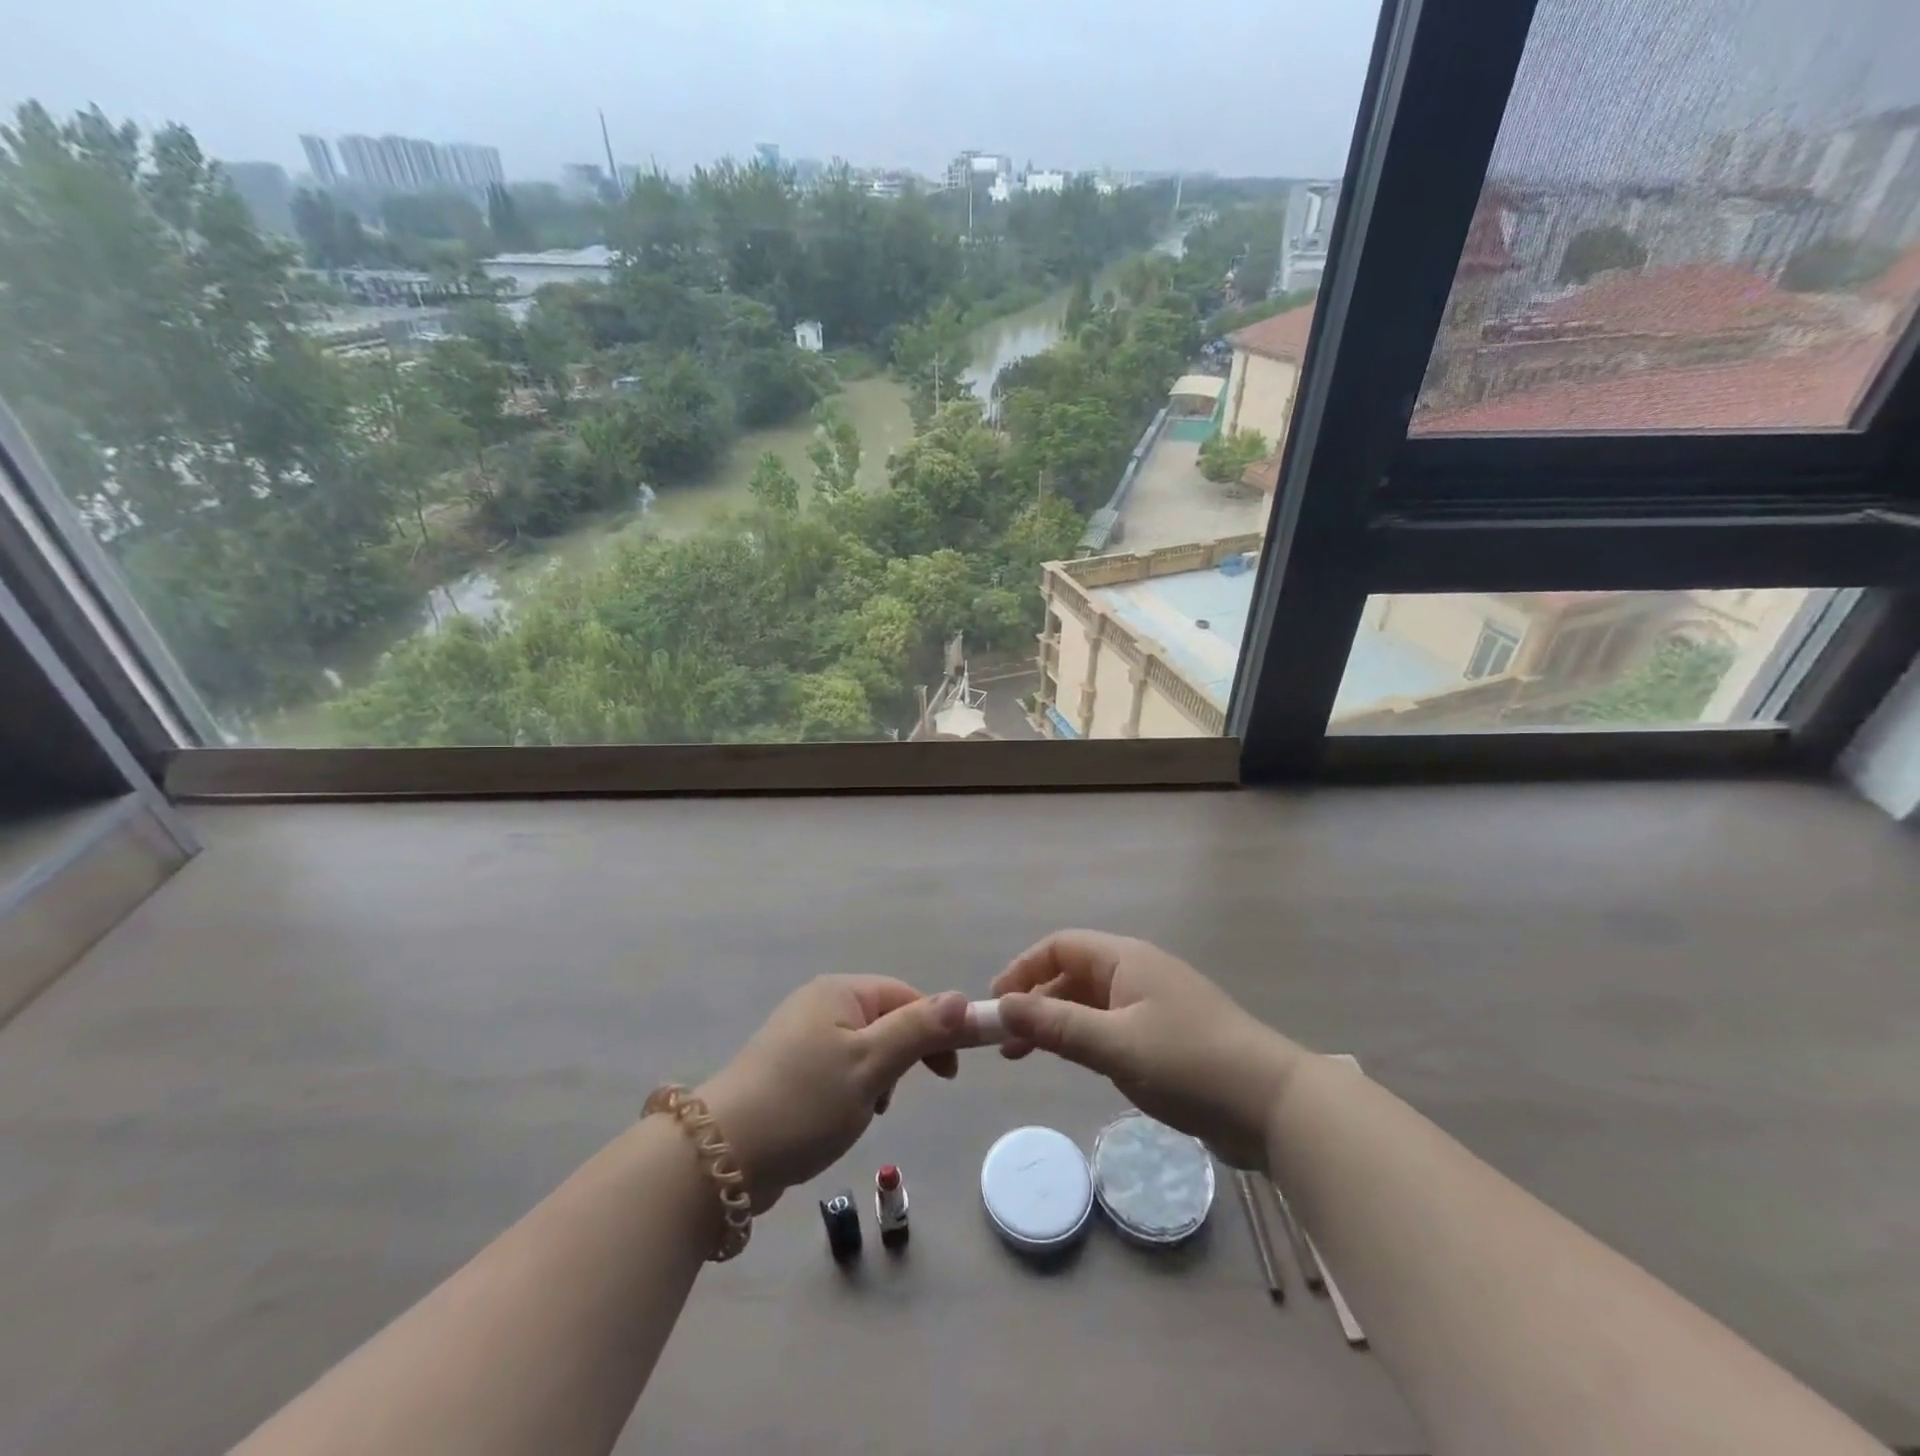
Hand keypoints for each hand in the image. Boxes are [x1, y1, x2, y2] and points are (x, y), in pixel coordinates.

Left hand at [698, 977, 970, 1210]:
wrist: (722, 1156)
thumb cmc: (805, 1102)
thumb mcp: (871, 1064)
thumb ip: (918, 1030)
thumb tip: (962, 998)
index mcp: (839, 992)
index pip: (906, 996)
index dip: (935, 1029)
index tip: (949, 1073)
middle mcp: (819, 1004)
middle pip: (885, 1021)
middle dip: (900, 1059)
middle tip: (894, 1098)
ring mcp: (799, 1037)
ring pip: (863, 1050)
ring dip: (876, 1080)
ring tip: (864, 1112)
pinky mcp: (787, 1070)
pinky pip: (838, 1070)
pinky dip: (850, 1092)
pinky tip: (840, 1120)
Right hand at [992, 930, 1302, 1168]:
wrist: (1274, 1105)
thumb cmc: (1189, 1064)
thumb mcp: (1115, 1045)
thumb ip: (1056, 1025)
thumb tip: (1001, 1006)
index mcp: (1126, 959)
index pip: (1060, 947)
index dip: (1023, 970)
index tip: (996, 1006)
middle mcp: (1138, 972)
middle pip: (1072, 973)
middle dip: (1035, 1001)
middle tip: (1007, 1042)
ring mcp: (1155, 1004)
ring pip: (1091, 1002)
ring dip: (1057, 1022)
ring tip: (1029, 1056)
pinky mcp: (1168, 1035)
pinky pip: (1112, 1025)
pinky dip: (1085, 1038)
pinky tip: (1078, 1063)